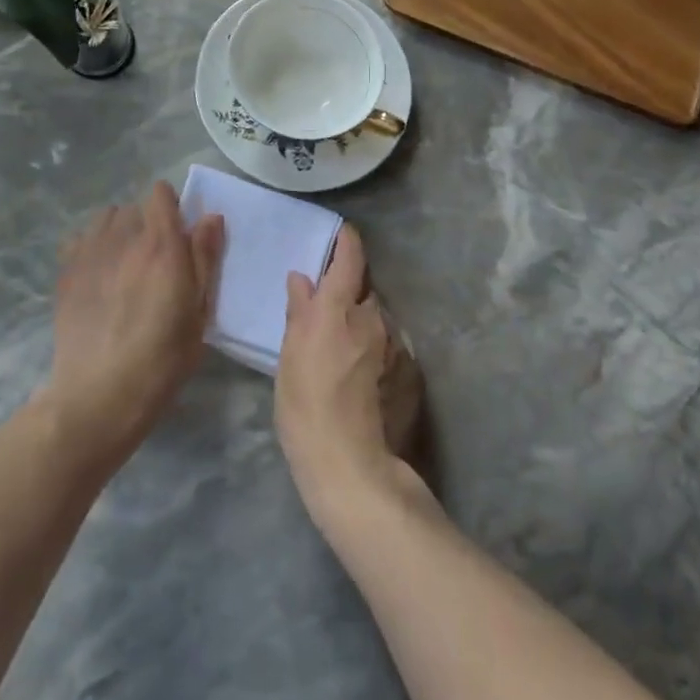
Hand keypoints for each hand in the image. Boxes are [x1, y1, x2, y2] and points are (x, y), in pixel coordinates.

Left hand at [43, 182, 224, 466]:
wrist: (100, 394)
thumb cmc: (162, 358)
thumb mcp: (199, 312)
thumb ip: (204, 258)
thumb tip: (209, 217)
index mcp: (161, 244)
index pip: (161, 194)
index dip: (171, 207)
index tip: (178, 234)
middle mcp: (124, 238)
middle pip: (134, 208)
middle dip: (146, 224)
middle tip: (154, 259)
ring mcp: (90, 253)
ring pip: (105, 219)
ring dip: (118, 231)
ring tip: (124, 262)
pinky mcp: (66, 272)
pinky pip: (80, 239)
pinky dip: (91, 246)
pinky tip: (98, 274)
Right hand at [275, 225, 426, 530]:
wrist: (351, 465)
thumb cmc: (306, 407)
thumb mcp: (289, 356)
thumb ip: (299, 311)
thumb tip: (303, 279)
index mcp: (339, 308)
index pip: (350, 257)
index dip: (346, 241)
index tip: (340, 234)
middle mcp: (373, 317)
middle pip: (363, 290)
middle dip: (348, 293)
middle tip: (326, 312)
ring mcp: (395, 345)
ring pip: (377, 319)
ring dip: (361, 323)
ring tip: (342, 351)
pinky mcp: (410, 371)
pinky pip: (388, 346)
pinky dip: (375, 350)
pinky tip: (361, 377)